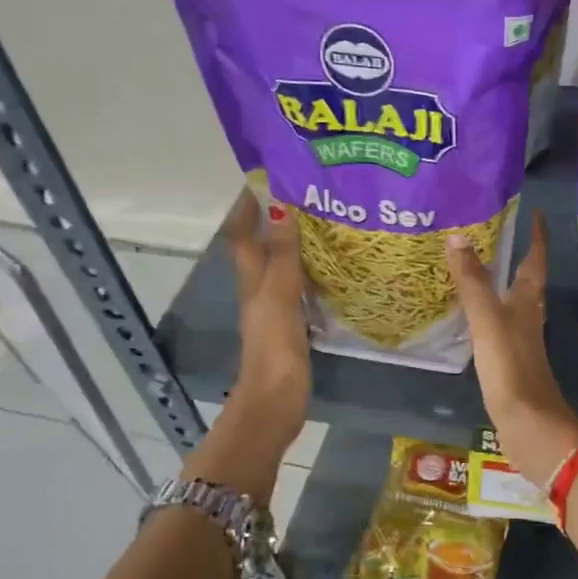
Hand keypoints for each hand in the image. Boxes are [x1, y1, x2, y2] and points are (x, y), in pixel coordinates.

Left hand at [224, 192, 308, 439]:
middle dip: (276, 221)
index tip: (262, 179)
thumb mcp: (280, 295)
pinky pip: (302, 289)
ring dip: (296, 247)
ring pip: (284, 268)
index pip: (243, 235)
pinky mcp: (293, 326)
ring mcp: (277, 309)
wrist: (277, 399)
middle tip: (307, 196)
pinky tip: (334, 271)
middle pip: (263, 248)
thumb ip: (284, 255)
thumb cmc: (274, 345)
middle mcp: (261, 290)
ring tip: (325, 225)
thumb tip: (281, 208)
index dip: (246, 208)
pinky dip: (313, 275)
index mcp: (253, 280)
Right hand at [447, 211, 577, 487]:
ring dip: (500, 283)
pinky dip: (486, 312)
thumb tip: (458, 236)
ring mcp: (520, 341)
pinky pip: (497, 325)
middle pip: (526, 280)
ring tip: (476, 267)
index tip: (535, 213)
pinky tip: (470, 316)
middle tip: (493, 233)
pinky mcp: (509, 362)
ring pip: (512, 302)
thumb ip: (473, 281)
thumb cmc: (511, 366)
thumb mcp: (487, 319)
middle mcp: (529, 316)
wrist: (528, 424)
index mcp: (528, 302)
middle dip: (516, 255)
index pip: (536, 259)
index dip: (537, 236)